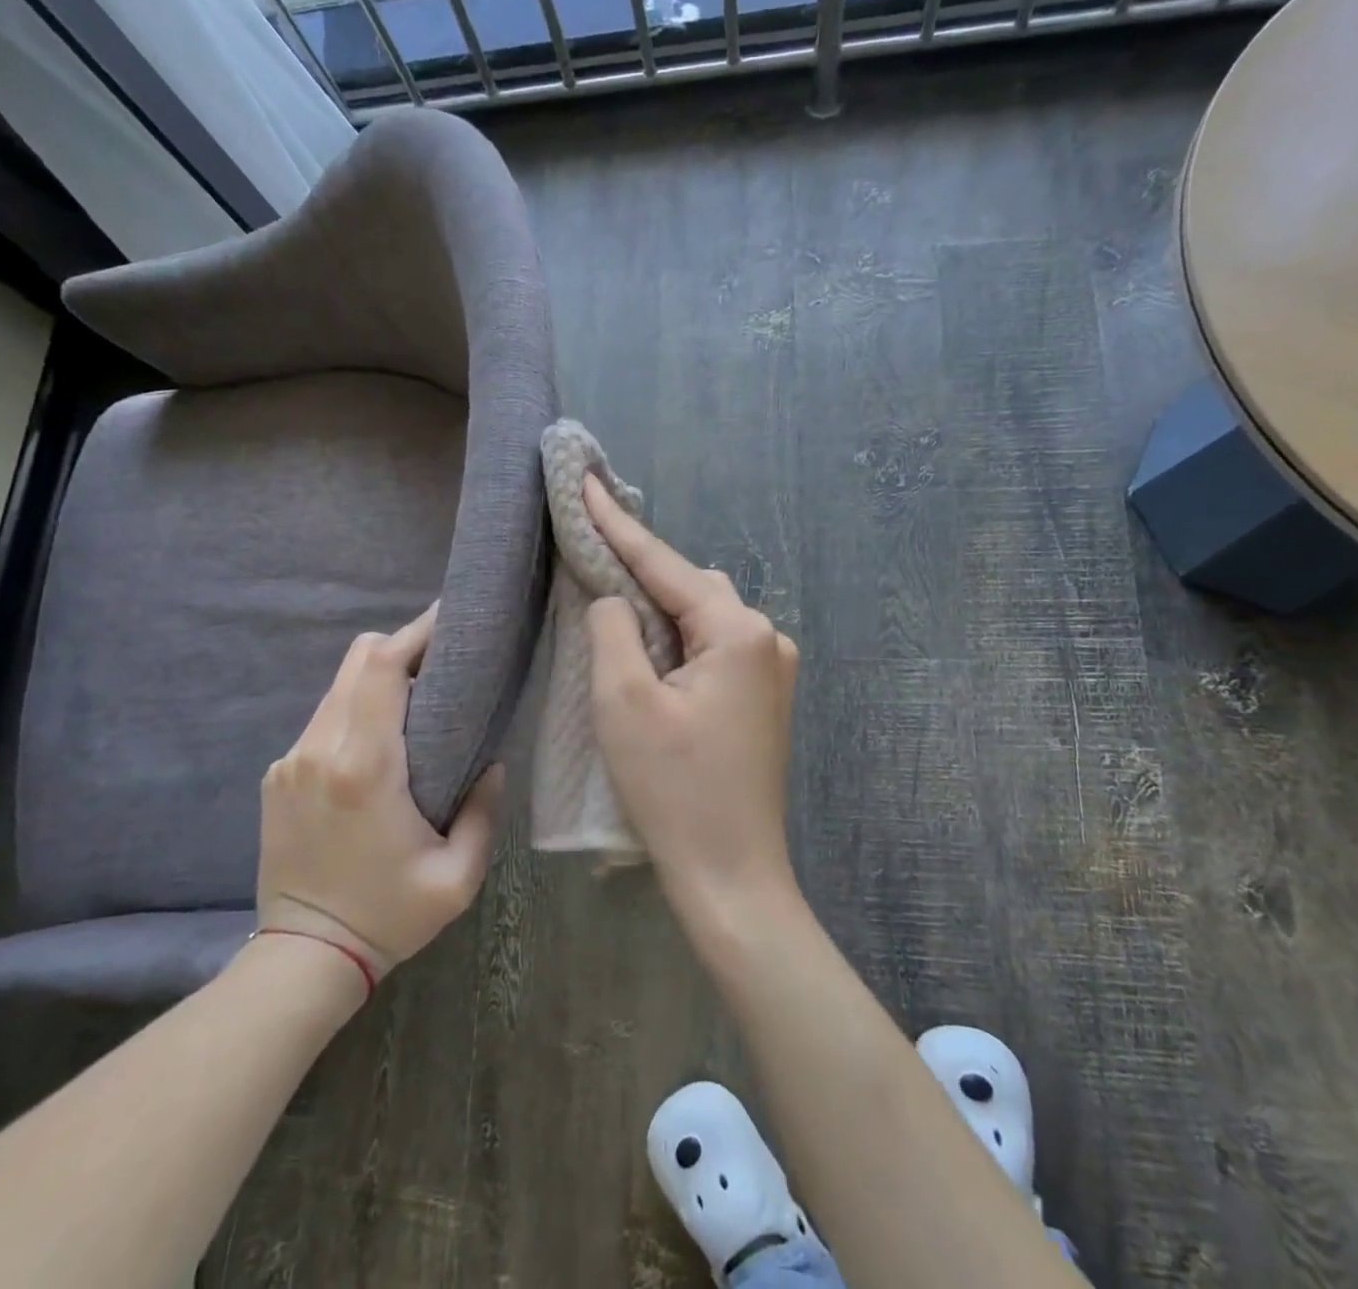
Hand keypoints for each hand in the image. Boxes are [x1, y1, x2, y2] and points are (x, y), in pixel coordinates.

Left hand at [256, 604, 502, 977]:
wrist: (303, 958)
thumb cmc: (388, 916)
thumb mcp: (457, 877)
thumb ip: (483, 811)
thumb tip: (491, 761)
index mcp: (365, 768)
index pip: (382, 668)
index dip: (416, 633)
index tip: (450, 619)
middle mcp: (319, 749)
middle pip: (358, 661)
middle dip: (401, 646)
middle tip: (442, 660)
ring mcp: (291, 760)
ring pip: (339, 686)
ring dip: (379, 680)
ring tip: (417, 699)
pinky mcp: (277, 774)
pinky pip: (323, 718)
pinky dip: (355, 711)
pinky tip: (379, 742)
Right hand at [583, 474, 800, 921]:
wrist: (732, 876)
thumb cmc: (674, 791)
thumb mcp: (624, 702)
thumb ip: (613, 628)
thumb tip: (614, 597)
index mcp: (739, 631)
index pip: (665, 564)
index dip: (617, 523)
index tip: (584, 481)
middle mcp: (768, 638)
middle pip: (690, 586)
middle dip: (639, 569)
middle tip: (588, 552)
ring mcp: (773, 670)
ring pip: (703, 616)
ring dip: (659, 608)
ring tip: (611, 603)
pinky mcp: (764, 698)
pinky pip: (714, 647)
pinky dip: (677, 639)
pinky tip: (649, 649)